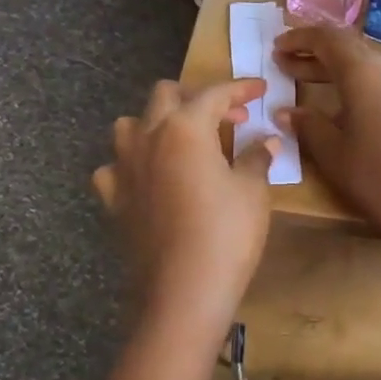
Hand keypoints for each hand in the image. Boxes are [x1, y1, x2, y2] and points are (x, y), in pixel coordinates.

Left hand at [92, 79, 275, 334]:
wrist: (184, 291)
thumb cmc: (227, 234)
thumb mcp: (252, 192)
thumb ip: (256, 158)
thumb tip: (267, 141)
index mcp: (185, 128)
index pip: (215, 93)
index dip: (241, 88)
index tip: (260, 89)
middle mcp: (148, 136)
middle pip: (165, 95)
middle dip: (197, 97)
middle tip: (227, 118)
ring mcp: (124, 167)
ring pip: (130, 124)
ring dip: (157, 122)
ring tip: (183, 141)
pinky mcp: (114, 198)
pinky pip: (114, 166)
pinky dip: (132, 163)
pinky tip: (150, 177)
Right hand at [274, 27, 380, 275]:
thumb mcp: (335, 155)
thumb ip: (308, 125)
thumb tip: (285, 111)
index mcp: (367, 71)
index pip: (328, 37)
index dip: (299, 38)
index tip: (277, 47)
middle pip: (351, 50)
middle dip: (316, 57)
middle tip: (286, 65)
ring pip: (371, 67)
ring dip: (340, 73)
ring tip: (313, 87)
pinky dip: (364, 87)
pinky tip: (351, 109)